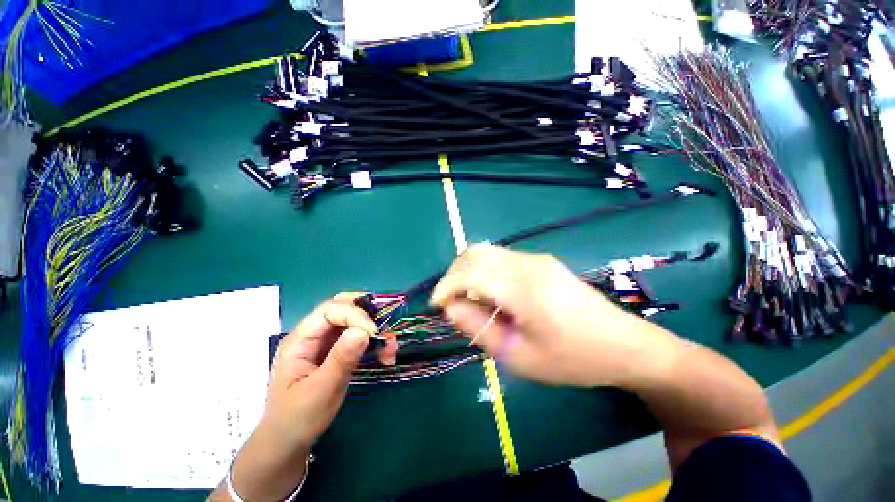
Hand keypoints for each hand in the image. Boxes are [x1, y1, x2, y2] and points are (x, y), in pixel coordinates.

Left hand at [262, 292, 396, 450]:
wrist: (288, 443)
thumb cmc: (297, 419)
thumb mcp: (320, 391)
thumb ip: (341, 359)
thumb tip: (363, 331)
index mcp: (300, 340)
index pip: (329, 310)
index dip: (354, 314)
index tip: (372, 332)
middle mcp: (312, 335)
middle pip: (341, 309)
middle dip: (366, 314)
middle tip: (383, 329)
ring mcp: (324, 343)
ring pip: (352, 321)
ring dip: (373, 329)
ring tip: (389, 347)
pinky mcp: (335, 352)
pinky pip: (357, 336)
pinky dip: (373, 341)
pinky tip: (384, 353)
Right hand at [431, 244, 648, 387]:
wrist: (625, 345)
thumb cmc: (573, 359)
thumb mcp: (520, 356)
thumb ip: (480, 329)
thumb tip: (451, 307)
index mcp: (524, 288)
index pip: (470, 273)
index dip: (446, 286)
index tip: (436, 305)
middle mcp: (528, 263)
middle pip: (475, 253)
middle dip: (453, 274)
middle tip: (450, 302)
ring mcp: (536, 258)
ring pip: (487, 252)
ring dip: (468, 271)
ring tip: (468, 299)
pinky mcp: (541, 261)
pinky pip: (501, 258)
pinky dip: (484, 271)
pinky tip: (490, 293)